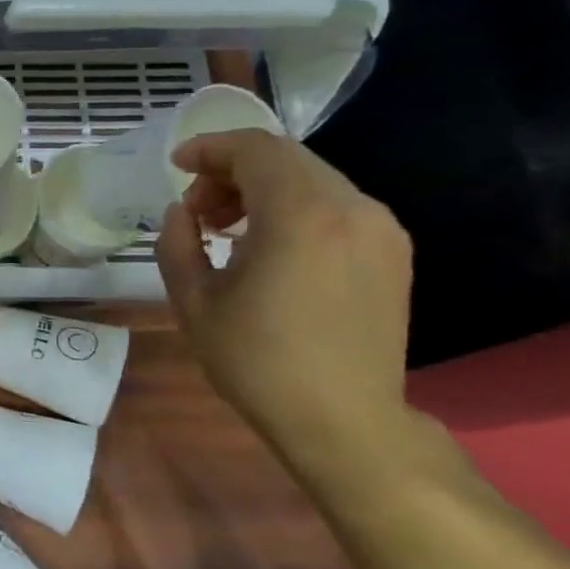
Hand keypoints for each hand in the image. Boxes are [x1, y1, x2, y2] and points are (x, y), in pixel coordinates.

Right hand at [155, 128, 413, 466]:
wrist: (342, 420)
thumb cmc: (257, 363)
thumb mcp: (194, 303)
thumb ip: (177, 244)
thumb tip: (182, 212)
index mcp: (300, 216)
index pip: (255, 149)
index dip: (210, 148)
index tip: (177, 165)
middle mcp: (351, 208)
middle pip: (287, 159)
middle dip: (233, 171)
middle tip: (198, 209)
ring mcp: (380, 229)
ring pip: (314, 179)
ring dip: (264, 189)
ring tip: (230, 230)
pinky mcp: (393, 252)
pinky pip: (336, 206)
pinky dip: (295, 208)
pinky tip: (271, 248)